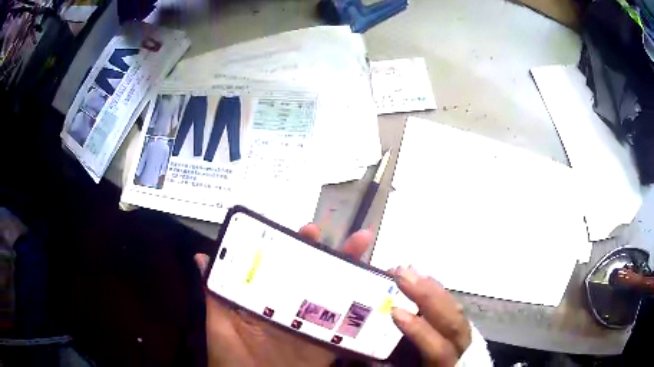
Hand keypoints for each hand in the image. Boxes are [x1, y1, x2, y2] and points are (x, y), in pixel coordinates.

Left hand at [194, 224, 372, 366]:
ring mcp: (310, 327)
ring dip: (354, 277)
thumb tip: (203, 257)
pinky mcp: (325, 346)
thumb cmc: (229, 356)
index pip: (283, 268)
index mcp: (265, 300)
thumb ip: (214, 293)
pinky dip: (364, 315)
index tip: (310, 230)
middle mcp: (290, 309)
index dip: (298, 247)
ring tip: (368, 256)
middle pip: (315, 278)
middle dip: (335, 256)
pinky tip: (378, 296)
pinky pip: (347, 331)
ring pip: (335, 299)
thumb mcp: (219, 324)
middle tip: (354, 238)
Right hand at [391, 267, 471, 365]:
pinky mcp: (463, 329)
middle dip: (428, 296)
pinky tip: (426, 281)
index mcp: (447, 364)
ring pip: (457, 310)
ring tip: (410, 271)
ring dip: (434, 289)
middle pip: (453, 321)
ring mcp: (466, 336)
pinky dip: (440, 293)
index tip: (395, 311)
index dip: (419, 331)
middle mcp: (462, 348)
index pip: (438, 349)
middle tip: (401, 273)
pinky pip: (455, 307)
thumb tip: (364, 356)